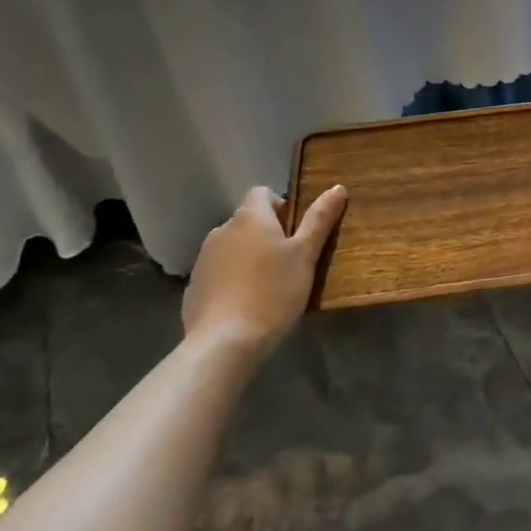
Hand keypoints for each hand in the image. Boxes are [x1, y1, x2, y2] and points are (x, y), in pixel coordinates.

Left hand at [182, 185, 347, 353]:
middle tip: (288, 262)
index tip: (295, 231)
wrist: (223, 343)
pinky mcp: (193, 287)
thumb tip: (337, 187)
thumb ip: (320, 219)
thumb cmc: (272, 292)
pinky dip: (232, 280)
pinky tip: (245, 305)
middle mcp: (222, 230)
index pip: (262, 192)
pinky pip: (218, 273)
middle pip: (248, 221)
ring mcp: (203, 259)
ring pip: (232, 247)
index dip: (280, 206)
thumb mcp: (305, 255)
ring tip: (268, 287)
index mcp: (250, 217)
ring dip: (248, 257)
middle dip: (266, 235)